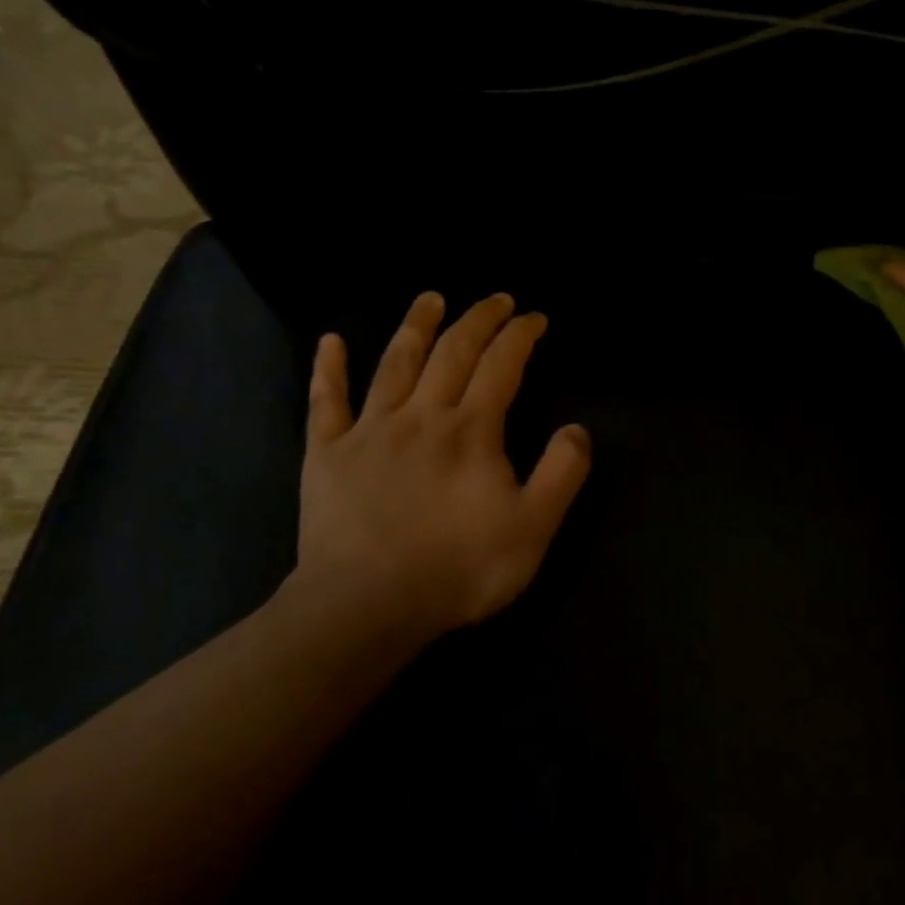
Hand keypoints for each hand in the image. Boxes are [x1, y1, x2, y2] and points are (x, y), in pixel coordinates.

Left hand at [280, 291, 591, 650]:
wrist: (367, 606)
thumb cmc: (458, 569)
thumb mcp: (533, 528)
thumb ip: (562, 474)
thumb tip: (578, 429)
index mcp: (471, 430)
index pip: (501, 366)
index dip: (520, 336)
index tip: (534, 318)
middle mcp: (421, 415)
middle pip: (452, 351)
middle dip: (478, 319)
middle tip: (495, 300)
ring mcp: (369, 430)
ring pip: (395, 362)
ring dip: (415, 325)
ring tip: (430, 298)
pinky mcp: (327, 454)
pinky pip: (326, 401)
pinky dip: (329, 368)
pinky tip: (330, 341)